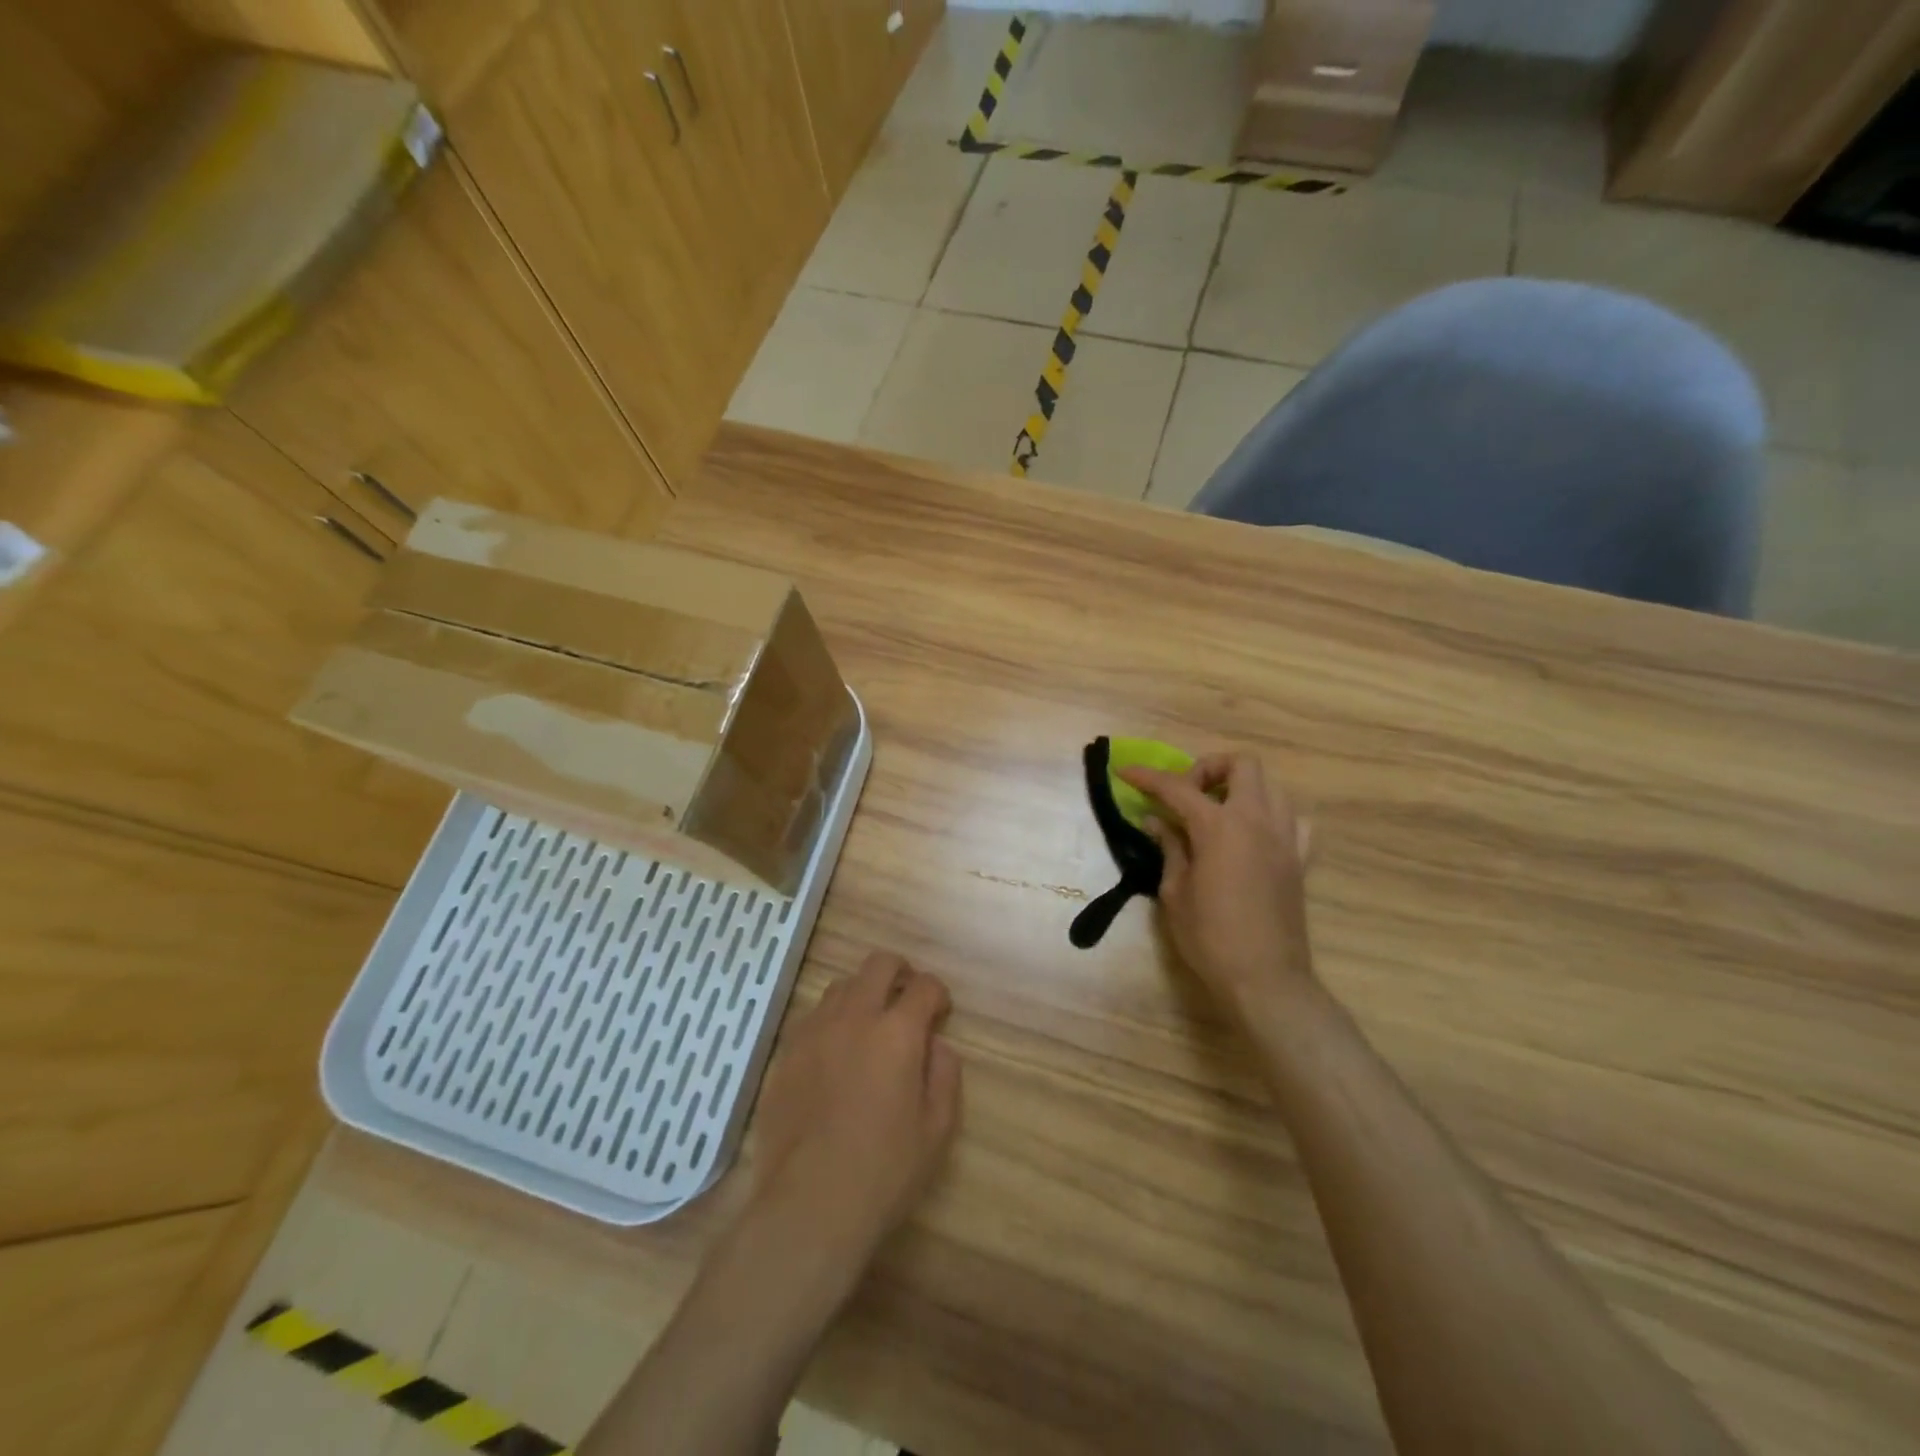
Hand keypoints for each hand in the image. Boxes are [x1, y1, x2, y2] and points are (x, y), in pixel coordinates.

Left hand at [748, 951, 961, 1276]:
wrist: (809, 1204)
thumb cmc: (883, 1171)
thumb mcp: (936, 1129)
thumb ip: (944, 1074)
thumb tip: (934, 1044)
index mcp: (896, 1032)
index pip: (924, 986)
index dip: (938, 994)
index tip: (940, 1012)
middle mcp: (854, 1018)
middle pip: (878, 965)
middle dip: (900, 972)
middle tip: (906, 999)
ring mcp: (814, 1032)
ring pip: (841, 986)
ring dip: (863, 993)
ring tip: (869, 1024)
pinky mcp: (787, 1054)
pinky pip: (812, 1016)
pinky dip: (832, 1020)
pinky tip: (836, 1051)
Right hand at [1118, 753, 1315, 1015]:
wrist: (1264, 978)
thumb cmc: (1210, 937)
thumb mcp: (1175, 892)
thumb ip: (1169, 847)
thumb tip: (1157, 821)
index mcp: (1219, 827)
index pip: (1177, 787)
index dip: (1147, 777)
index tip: (1125, 771)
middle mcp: (1256, 820)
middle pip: (1241, 764)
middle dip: (1208, 768)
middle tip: (1187, 794)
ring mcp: (1284, 838)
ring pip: (1271, 786)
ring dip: (1241, 788)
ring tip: (1217, 813)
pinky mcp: (1299, 859)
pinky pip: (1292, 820)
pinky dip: (1271, 816)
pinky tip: (1253, 835)